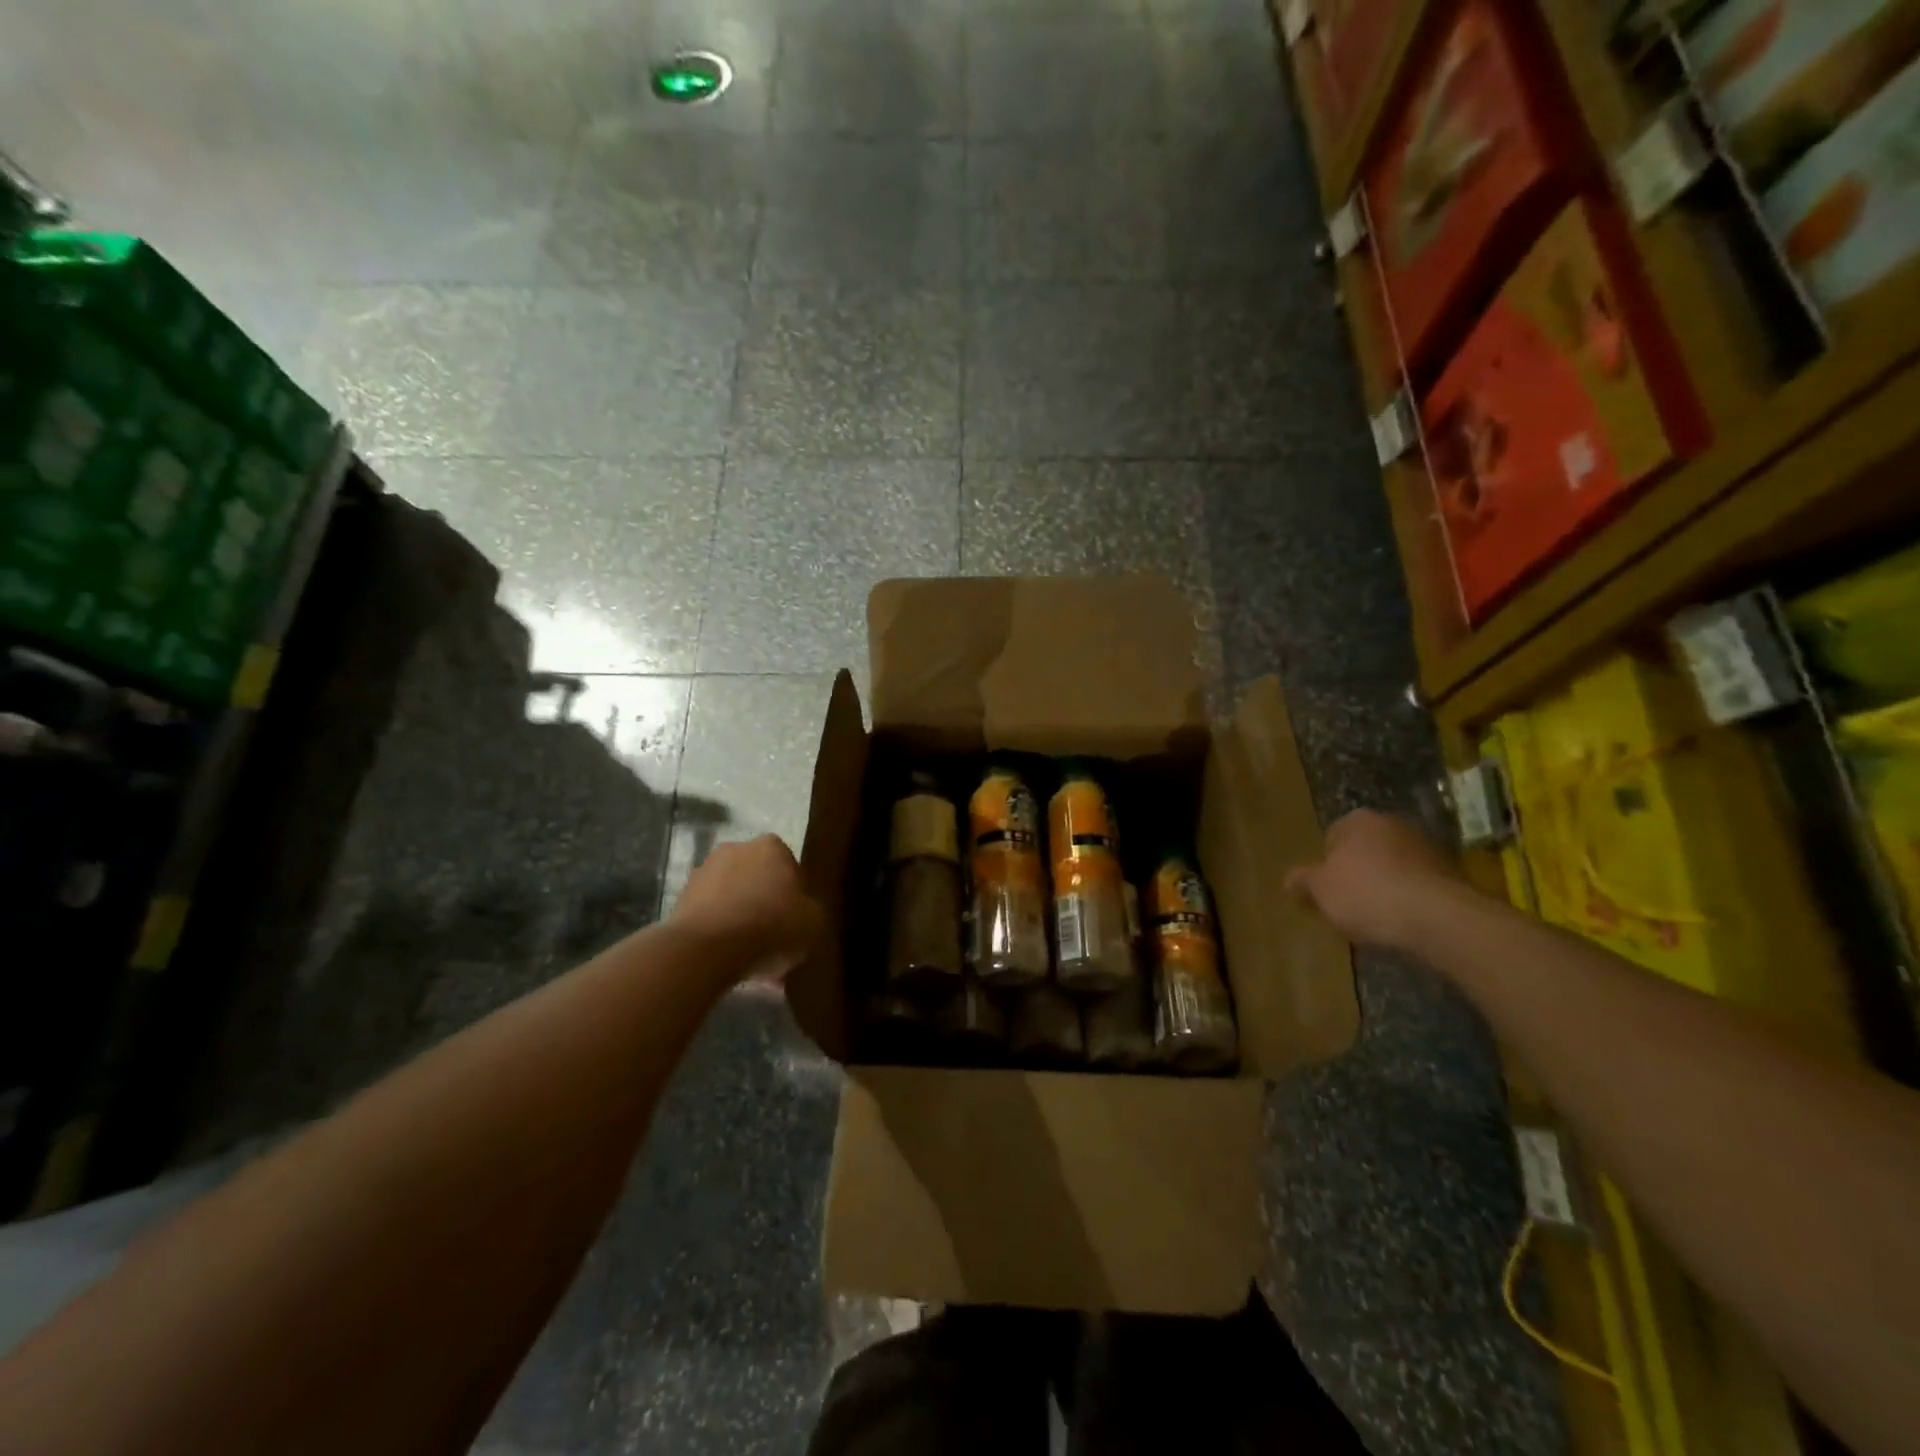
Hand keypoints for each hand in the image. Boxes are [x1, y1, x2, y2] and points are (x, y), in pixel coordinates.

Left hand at [672, 835, 823, 983]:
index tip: (795, 921)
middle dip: (764, 902)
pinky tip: (726, 957)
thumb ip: (811, 910)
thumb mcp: (814, 922)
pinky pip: (710, 914)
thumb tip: (802, 912)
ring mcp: (703, 872)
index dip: (795, 896)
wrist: (707, 949)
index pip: (790, 868)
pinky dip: (718, 930)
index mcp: (772, 846)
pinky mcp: (680, 898)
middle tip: (772, 937)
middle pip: (758, 878)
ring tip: (747, 953)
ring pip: (732, 896)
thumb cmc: (770, 926)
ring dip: (739, 916)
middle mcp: (735, 848)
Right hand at [1286, 809, 1460, 949]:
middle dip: (1358, 872)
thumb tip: (1288, 880)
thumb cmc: (1367, 894)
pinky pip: (1419, 883)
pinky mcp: (1453, 872)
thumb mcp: (1320, 890)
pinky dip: (1411, 897)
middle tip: (1349, 904)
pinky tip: (1404, 921)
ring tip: (1378, 918)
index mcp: (1358, 820)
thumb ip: (1302, 881)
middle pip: (1365, 849)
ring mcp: (1427, 846)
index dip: (1326, 865)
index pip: (1332, 837)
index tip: (1326, 891)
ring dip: (1386, 885)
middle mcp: (1394, 823)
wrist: (1437, 917)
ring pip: (1394, 866)